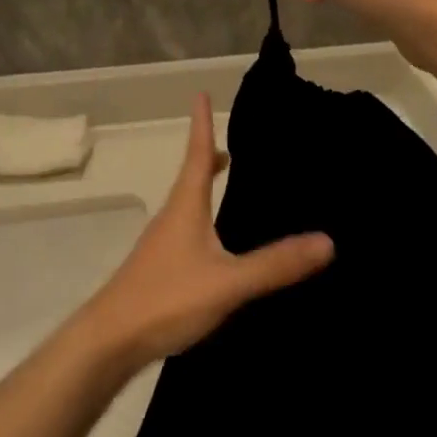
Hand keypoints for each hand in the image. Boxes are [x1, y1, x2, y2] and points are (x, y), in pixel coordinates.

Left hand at [78, 94, 332, 369]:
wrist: (109, 342)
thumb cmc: (166, 299)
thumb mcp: (227, 282)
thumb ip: (274, 264)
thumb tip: (328, 241)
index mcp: (185, 206)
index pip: (198, 155)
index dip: (202, 125)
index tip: (201, 93)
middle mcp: (172, 217)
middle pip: (192, 178)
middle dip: (209, 158)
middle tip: (233, 149)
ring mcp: (162, 245)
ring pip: (188, 206)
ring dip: (206, 190)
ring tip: (228, 188)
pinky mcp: (159, 271)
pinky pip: (187, 233)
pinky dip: (204, 222)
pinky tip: (217, 247)